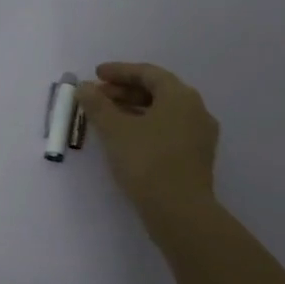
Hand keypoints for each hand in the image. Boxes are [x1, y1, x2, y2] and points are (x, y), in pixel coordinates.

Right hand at [77, 62, 218, 216]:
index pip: (147, 73)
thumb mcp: (115, 130)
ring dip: (134, 109)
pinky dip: (146, 126)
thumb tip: (84, 87)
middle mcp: (196, 110)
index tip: (96, 74)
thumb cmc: (147, 161)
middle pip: (157, 91)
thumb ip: (97, 104)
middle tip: (98, 97)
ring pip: (163, 112)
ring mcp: (200, 135)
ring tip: (107, 117)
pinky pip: (169, 130)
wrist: (180, 212)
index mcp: (180, 96)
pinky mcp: (197, 157)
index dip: (119, 71)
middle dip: (125, 91)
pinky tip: (126, 138)